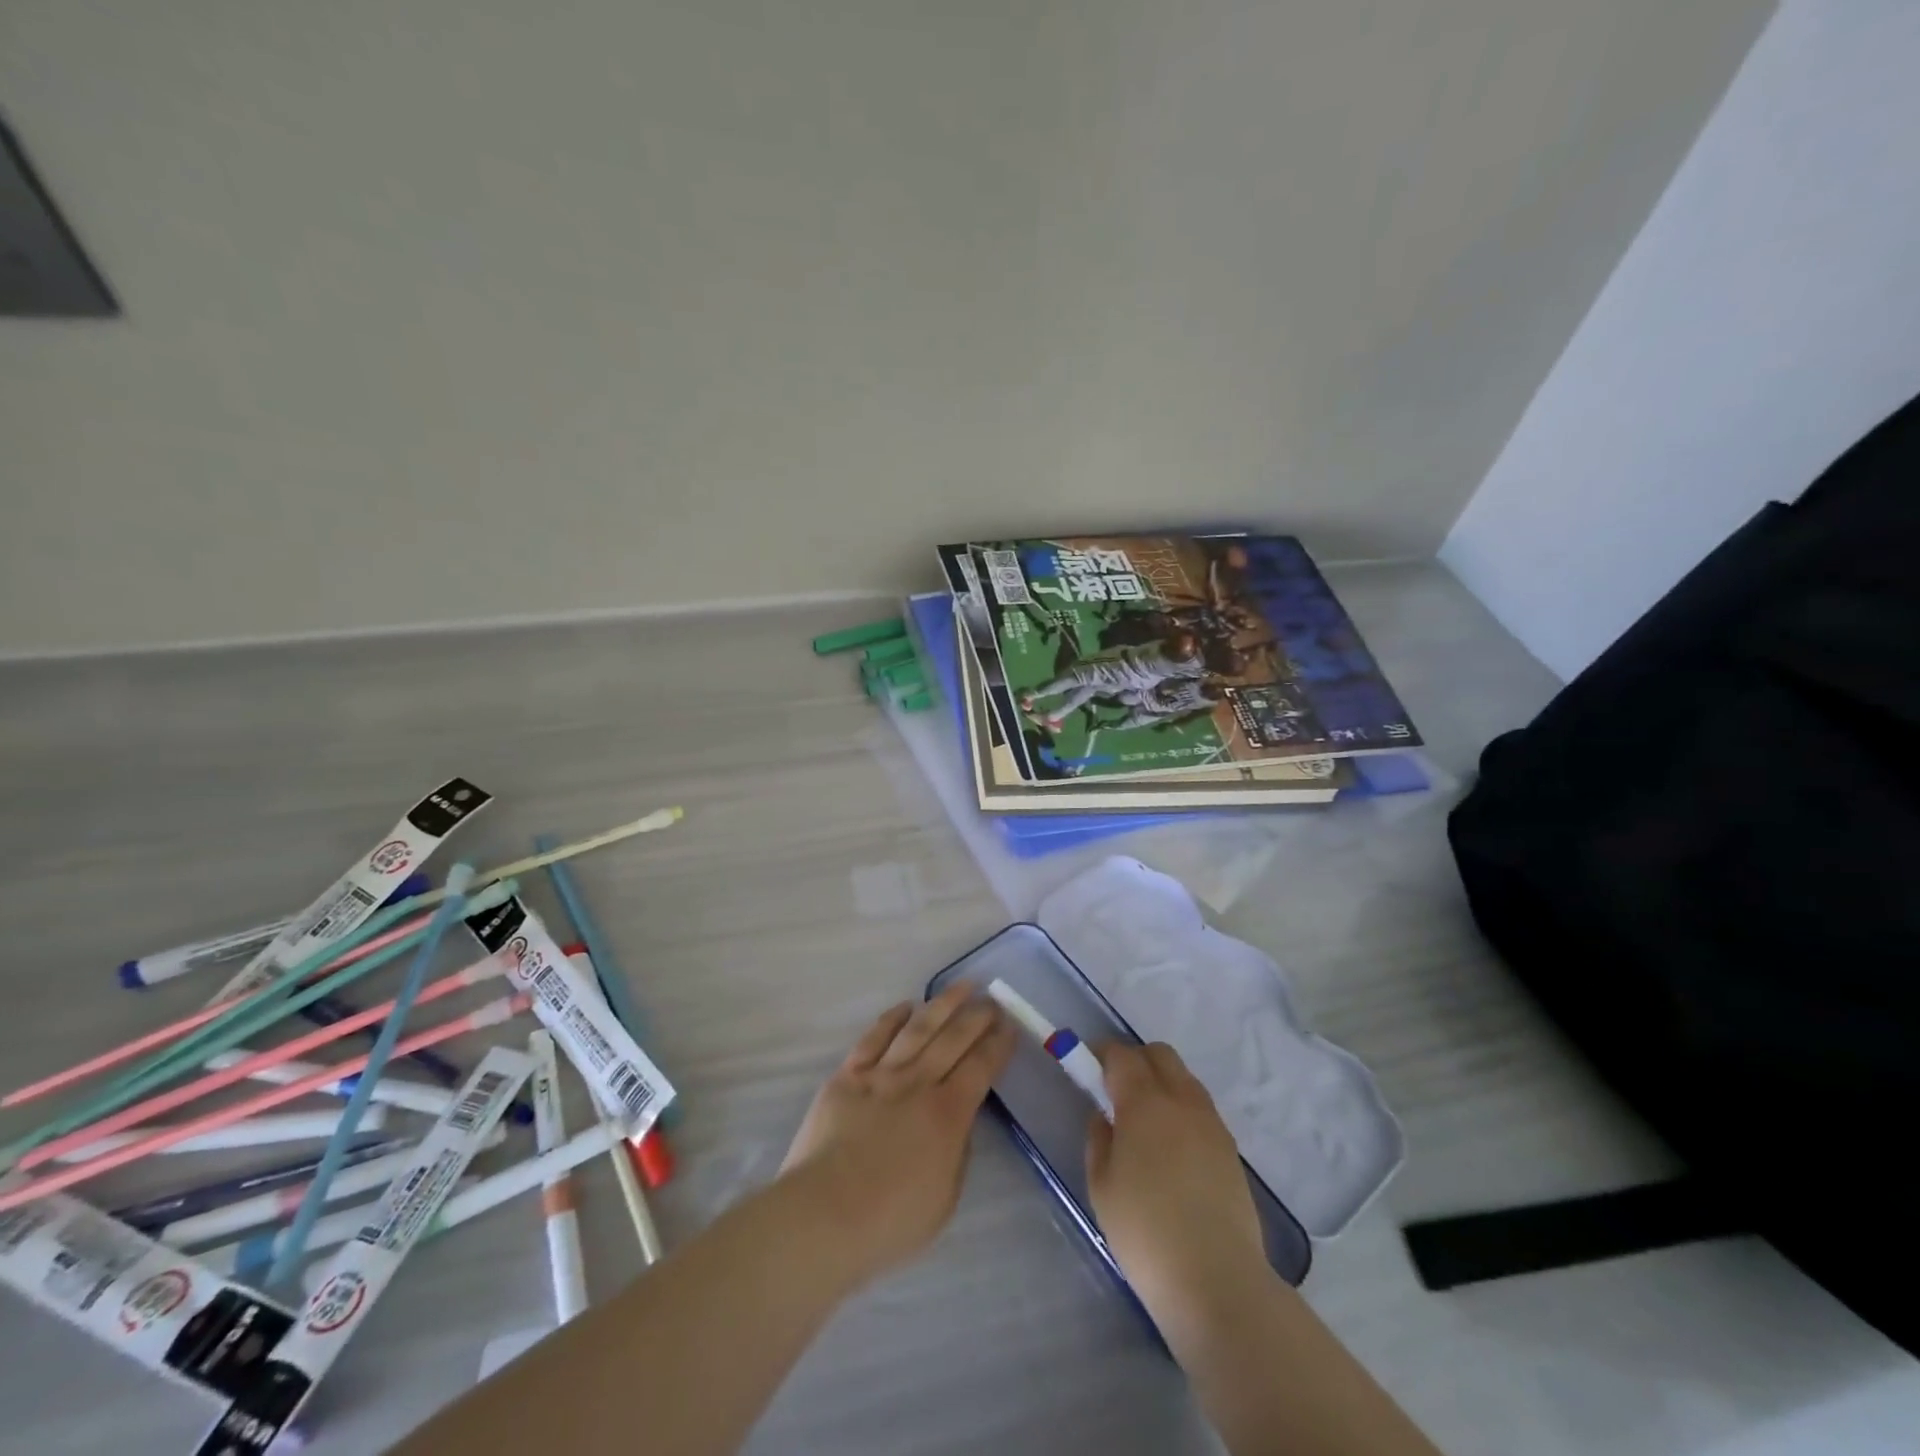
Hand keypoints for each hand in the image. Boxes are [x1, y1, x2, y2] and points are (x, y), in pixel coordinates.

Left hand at [780, 983, 1015, 1283]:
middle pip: (954, 1038)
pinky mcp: (848, 1075)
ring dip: (943, 1004)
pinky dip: (892, 1018)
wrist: (823, 1215)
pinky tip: (906, 1006)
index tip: (1009, 1026)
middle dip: (977, 1016)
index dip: (998, 1044)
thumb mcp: (944, 1200)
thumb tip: (959, 1125)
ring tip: (961, 986)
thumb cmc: (889, 1221)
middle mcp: (918, 1083)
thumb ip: (957, 1155)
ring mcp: (881, 1075)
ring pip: (918, 1028)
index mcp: (948, 1115)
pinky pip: (873, 1037)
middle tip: (992, 999)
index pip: (981, 1068)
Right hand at [1085, 1041, 1267, 1335]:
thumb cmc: (1145, 1233)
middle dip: (1136, 1060)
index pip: (1122, 1055)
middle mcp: (1181, 1100)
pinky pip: (1201, 1108)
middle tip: (1117, 1090)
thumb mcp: (1102, 1186)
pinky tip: (1172, 1148)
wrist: (1217, 1280)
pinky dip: (1182, 1110)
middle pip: (1160, 1054)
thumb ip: (1099, 1139)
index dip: (1102, 1054)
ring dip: (1162, 1083)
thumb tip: (1105, 1116)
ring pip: (1184, 1078)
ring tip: (1146, 1122)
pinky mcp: (1231, 1148)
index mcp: (1144, 1102)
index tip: (1088, 1068)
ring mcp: (1211, 1123)